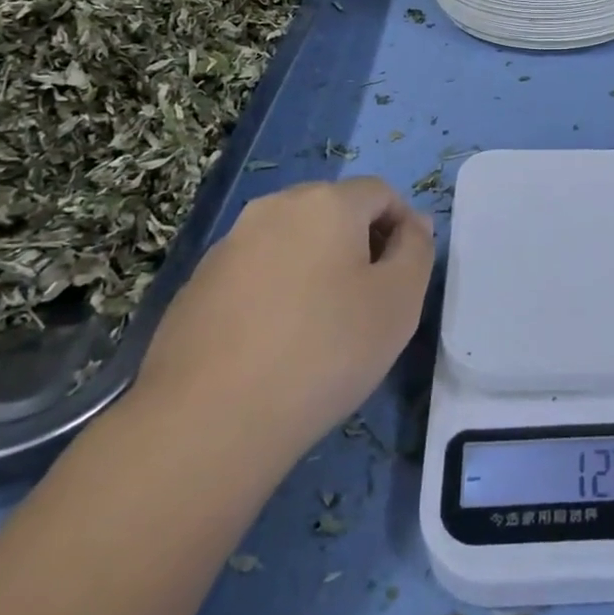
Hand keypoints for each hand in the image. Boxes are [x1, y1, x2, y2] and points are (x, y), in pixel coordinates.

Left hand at [132, 177, 433, 460]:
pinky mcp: (196, 285)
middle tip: (368, 301)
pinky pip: (253, 273)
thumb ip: (417, 250)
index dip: (402, 225)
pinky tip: (273, 346)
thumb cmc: (323, 351)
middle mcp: (275, 207)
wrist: (207, 422)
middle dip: (358, 244)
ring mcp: (228, 245)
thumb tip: (412, 224)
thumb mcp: (398, 302)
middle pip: (332, 211)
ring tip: (320, 328)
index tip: (405, 275)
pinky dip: (274, 293)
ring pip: (290, 241)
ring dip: (314, 268)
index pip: (380, 193)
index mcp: (326, 202)